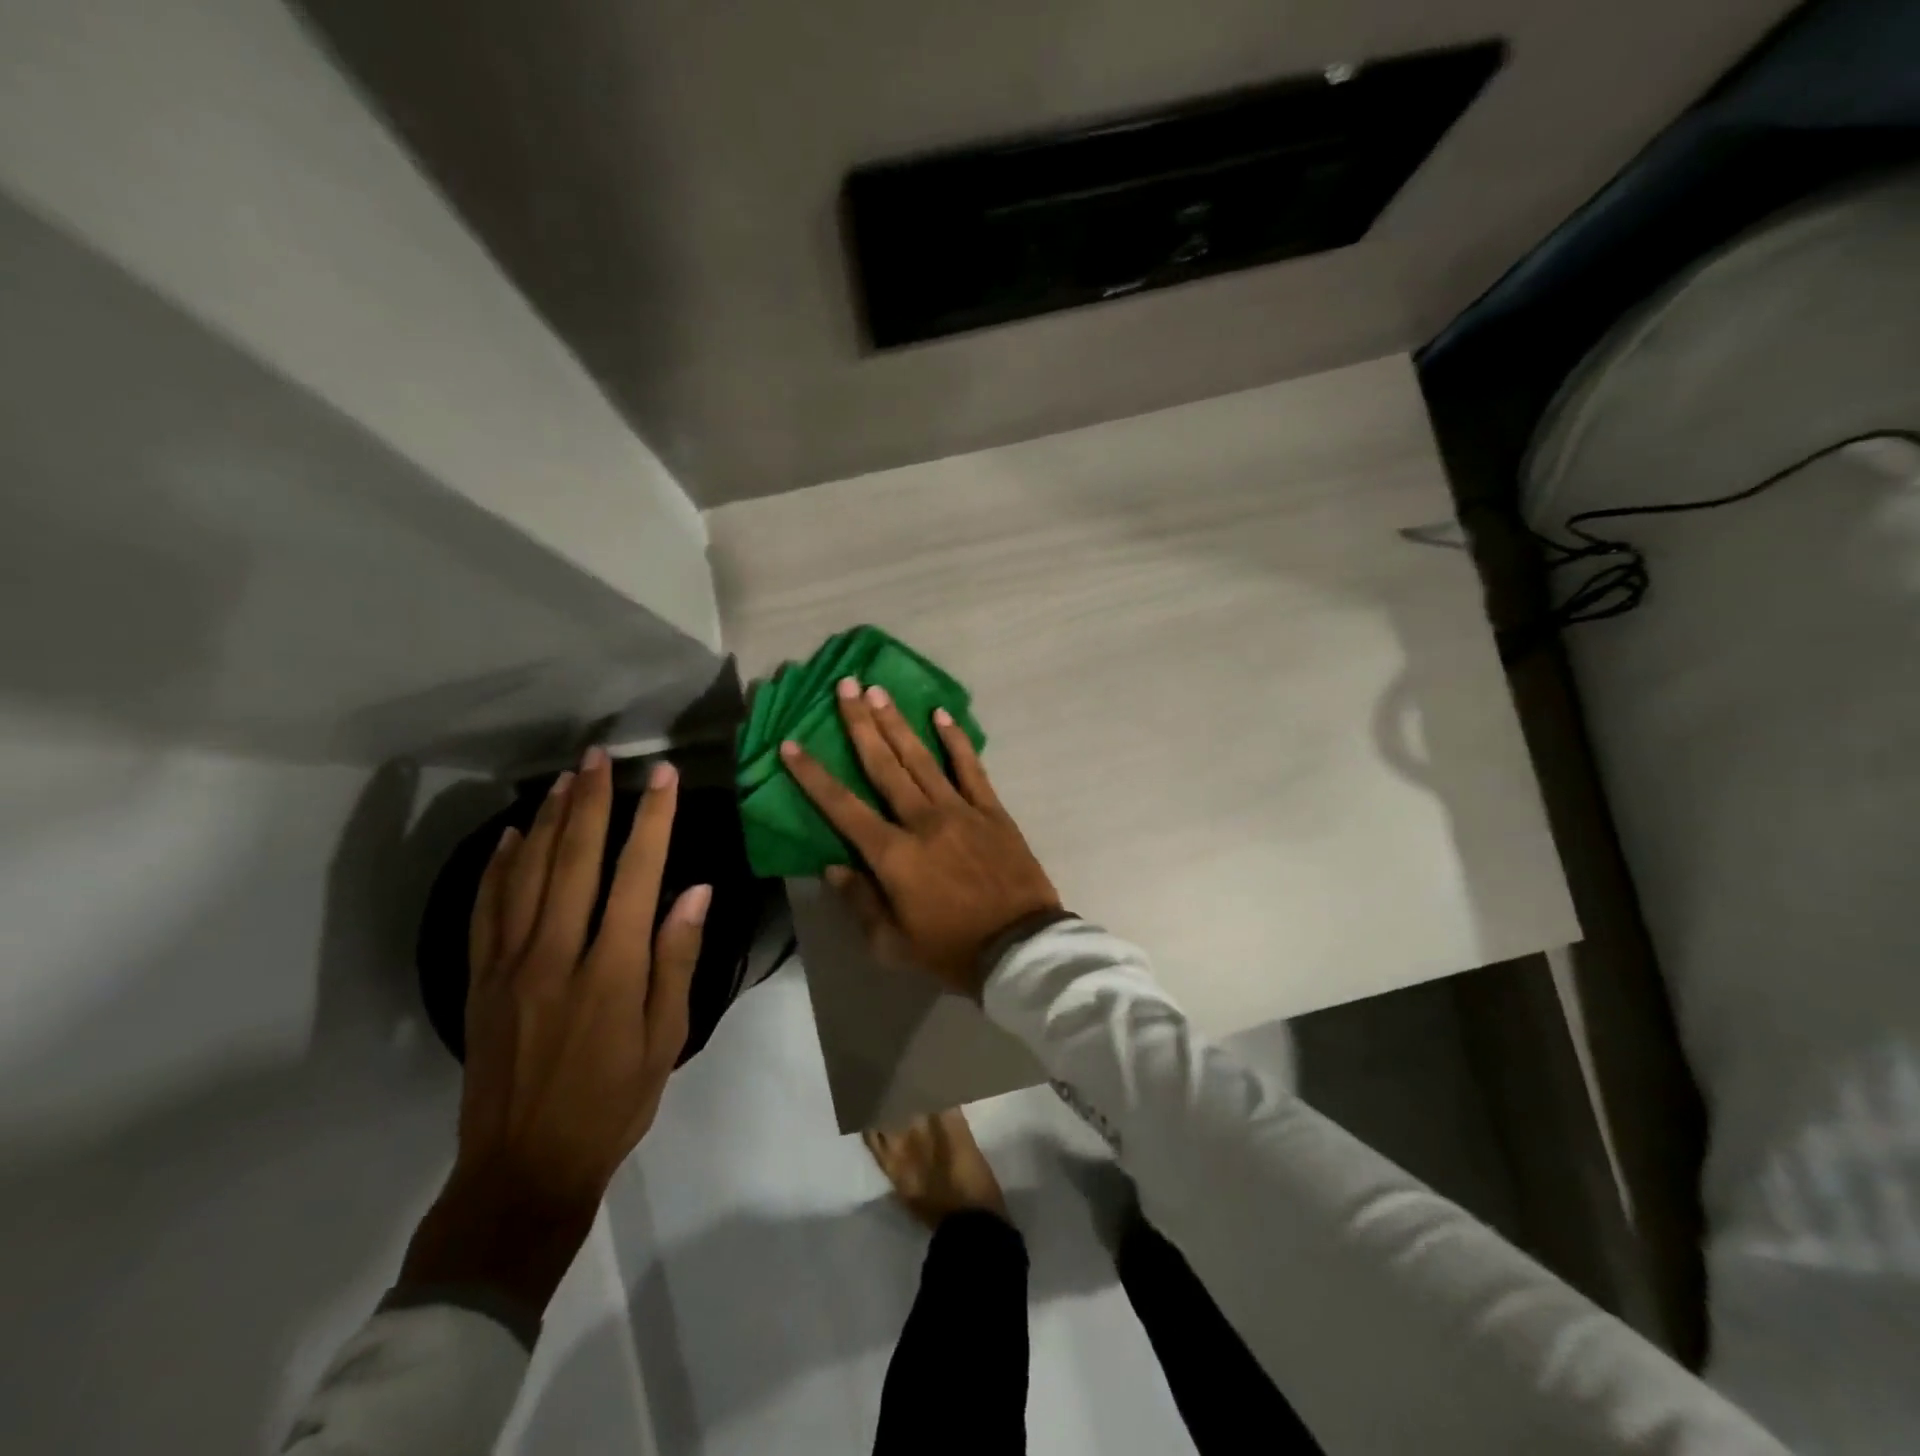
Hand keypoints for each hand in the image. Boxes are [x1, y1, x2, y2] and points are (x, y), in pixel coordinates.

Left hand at [400, 748, 708, 1313]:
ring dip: (545, 820)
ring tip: (564, 779)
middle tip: (601, 756)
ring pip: (525, 873)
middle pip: (573, 859)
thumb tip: (694, 892)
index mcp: (610, 969)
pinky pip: (486, 909)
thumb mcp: (666, 1039)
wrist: (523, 1169)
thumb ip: (676, 960)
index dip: (653, 820)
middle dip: (591, 801)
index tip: (664, 777)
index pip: (636, 874)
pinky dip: (497, 866)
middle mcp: (555, 953)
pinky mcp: (480, 980)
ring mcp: (509, 964)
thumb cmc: (612, 1103)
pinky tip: (507, 837)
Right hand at [780, 677, 1061, 998]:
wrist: (1019, 948)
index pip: (843, 806)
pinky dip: (956, 740)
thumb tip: (833, 867)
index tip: (791, 744)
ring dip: (898, 723)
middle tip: (845, 686)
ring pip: (921, 758)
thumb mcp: (893, 943)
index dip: (813, 775)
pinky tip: (941, 714)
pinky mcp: (991, 810)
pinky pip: (971, 768)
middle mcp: (922, 821)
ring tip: (878, 690)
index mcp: (893, 854)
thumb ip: (860, 902)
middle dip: (860, 724)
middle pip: (883, 765)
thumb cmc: (951, 950)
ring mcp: (960, 810)